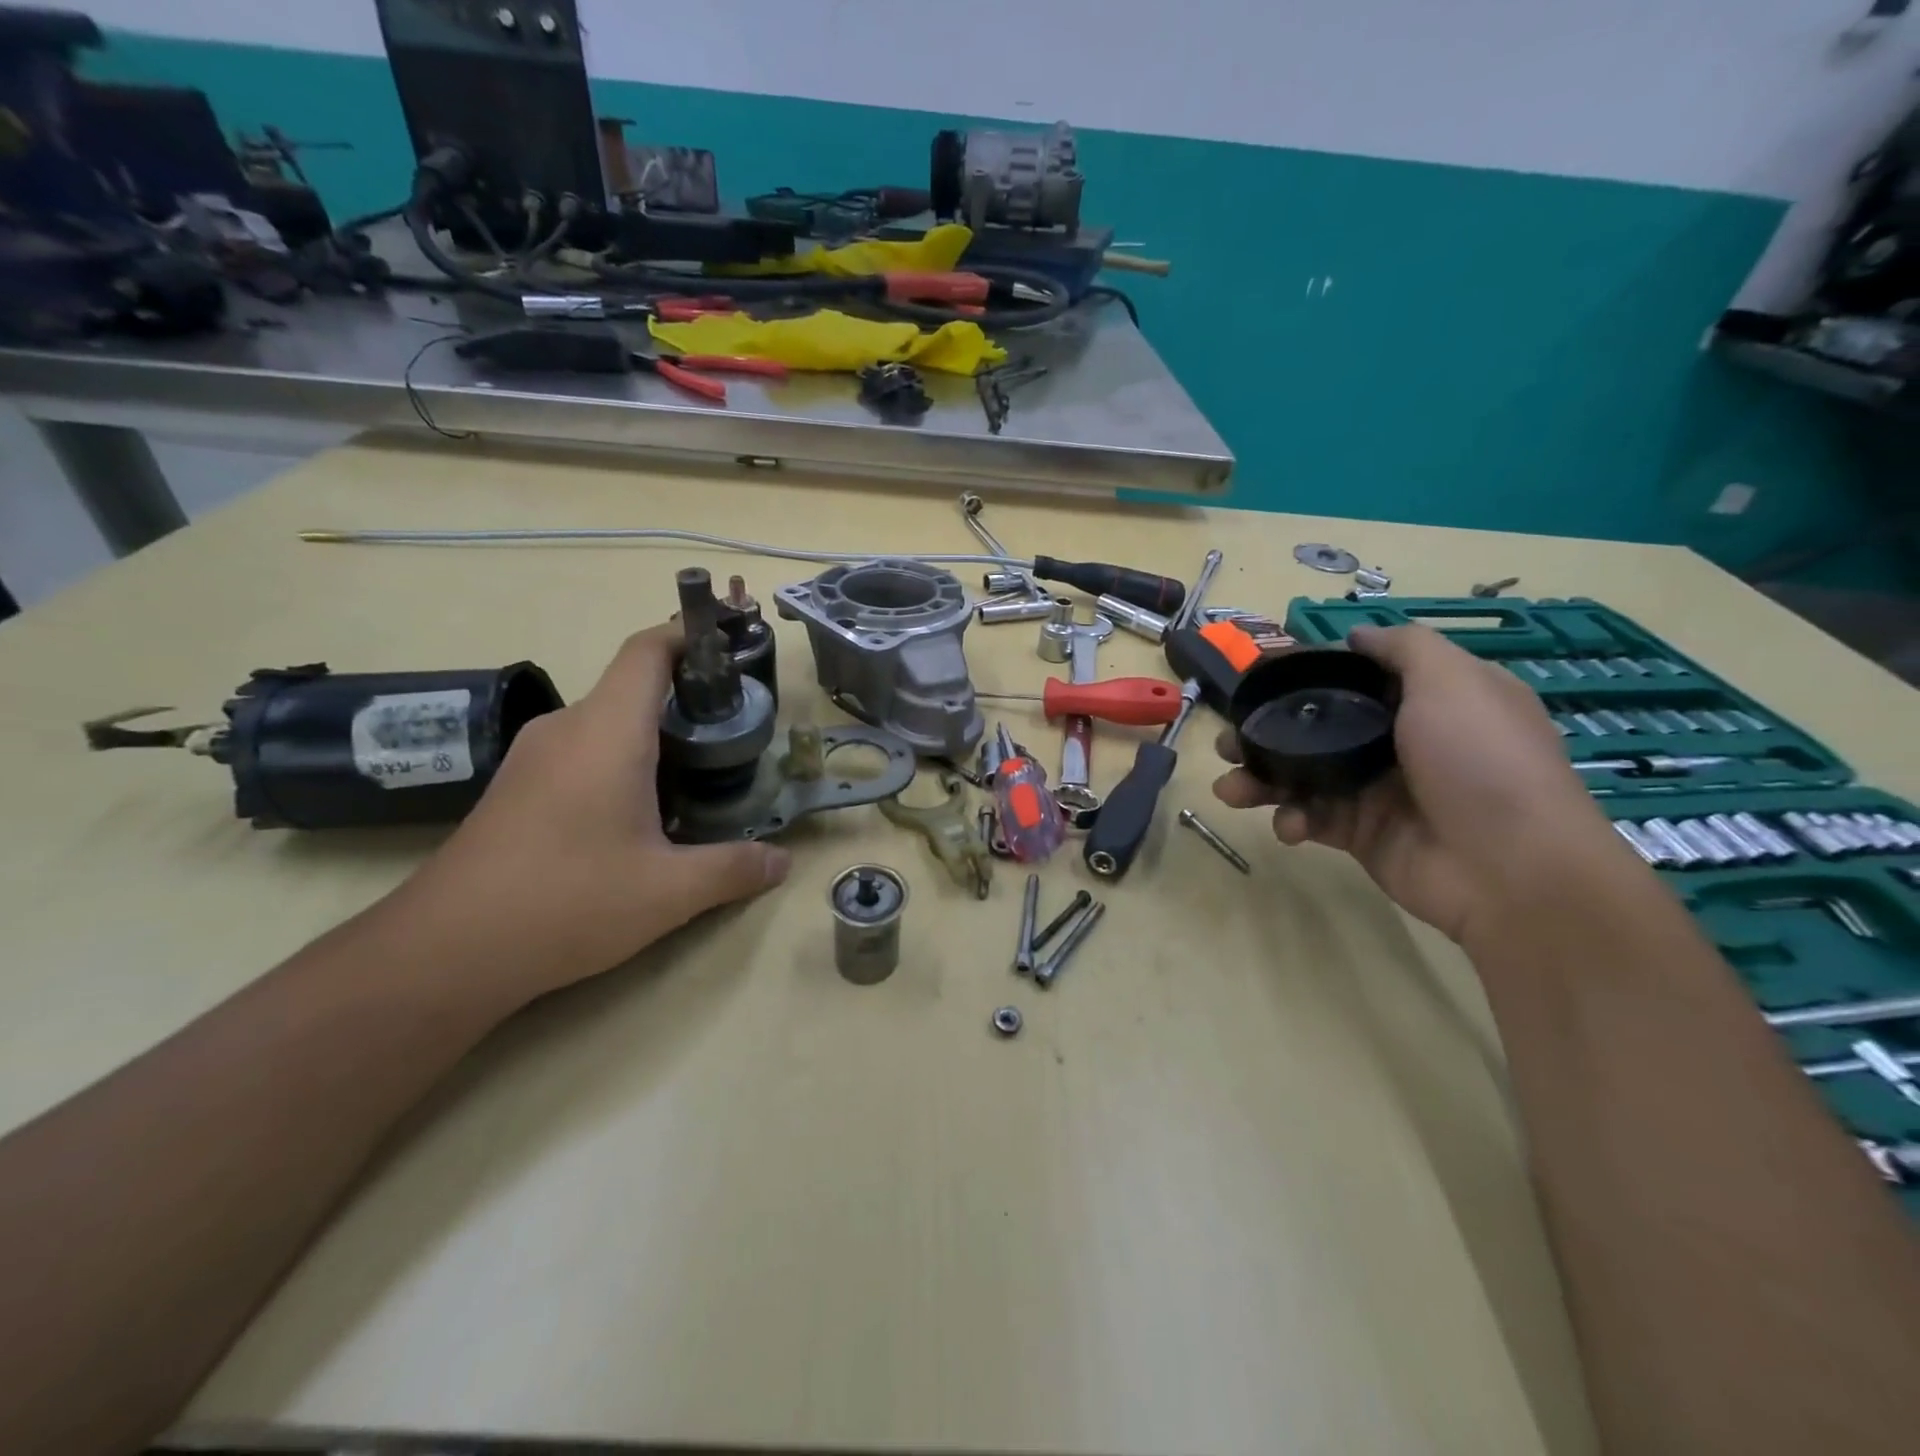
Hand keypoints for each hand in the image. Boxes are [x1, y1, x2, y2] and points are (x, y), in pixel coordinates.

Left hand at [392, 623, 790, 1005]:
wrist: (442, 951)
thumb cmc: (566, 902)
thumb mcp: (668, 892)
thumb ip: (734, 869)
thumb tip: (783, 862)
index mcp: (607, 732)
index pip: (648, 652)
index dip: (689, 635)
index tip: (731, 640)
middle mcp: (567, 729)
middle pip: (633, 686)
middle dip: (688, 696)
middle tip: (737, 728)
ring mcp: (534, 757)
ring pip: (608, 722)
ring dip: (657, 733)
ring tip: (702, 770)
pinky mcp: (518, 787)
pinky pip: (583, 750)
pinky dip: (624, 759)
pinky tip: (645, 810)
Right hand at [1212, 624, 1627, 943]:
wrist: (1511, 869)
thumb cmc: (1480, 760)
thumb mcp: (1453, 681)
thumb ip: (1404, 649)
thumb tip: (1358, 635)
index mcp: (1427, 701)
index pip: (1355, 679)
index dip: (1306, 675)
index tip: (1259, 678)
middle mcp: (1400, 742)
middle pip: (1317, 728)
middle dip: (1266, 733)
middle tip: (1227, 741)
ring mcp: (1377, 791)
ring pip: (1304, 775)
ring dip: (1261, 779)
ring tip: (1229, 787)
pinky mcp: (1361, 834)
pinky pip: (1312, 818)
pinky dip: (1291, 819)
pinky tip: (1287, 825)